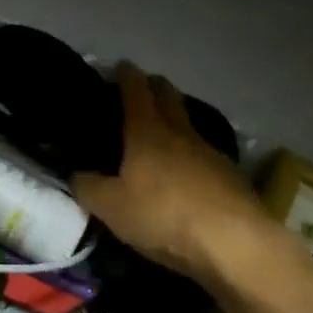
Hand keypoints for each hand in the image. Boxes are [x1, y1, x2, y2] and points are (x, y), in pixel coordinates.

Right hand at [72, 63, 267, 282]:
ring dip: (174, 121)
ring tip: (160, 134)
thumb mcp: (110, 207)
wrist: (236, 246)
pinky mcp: (232, 178)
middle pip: (169, 97)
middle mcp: (180, 133)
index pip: (136, 90)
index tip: (120, 66)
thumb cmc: (163, 216)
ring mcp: (211, 153)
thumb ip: (87, 186)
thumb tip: (75, 174)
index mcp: (147, 131)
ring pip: (188, 125)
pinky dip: (190, 155)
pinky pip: (204, 155)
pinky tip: (185, 174)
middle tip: (141, 90)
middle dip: (155, 87)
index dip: (126, 75)